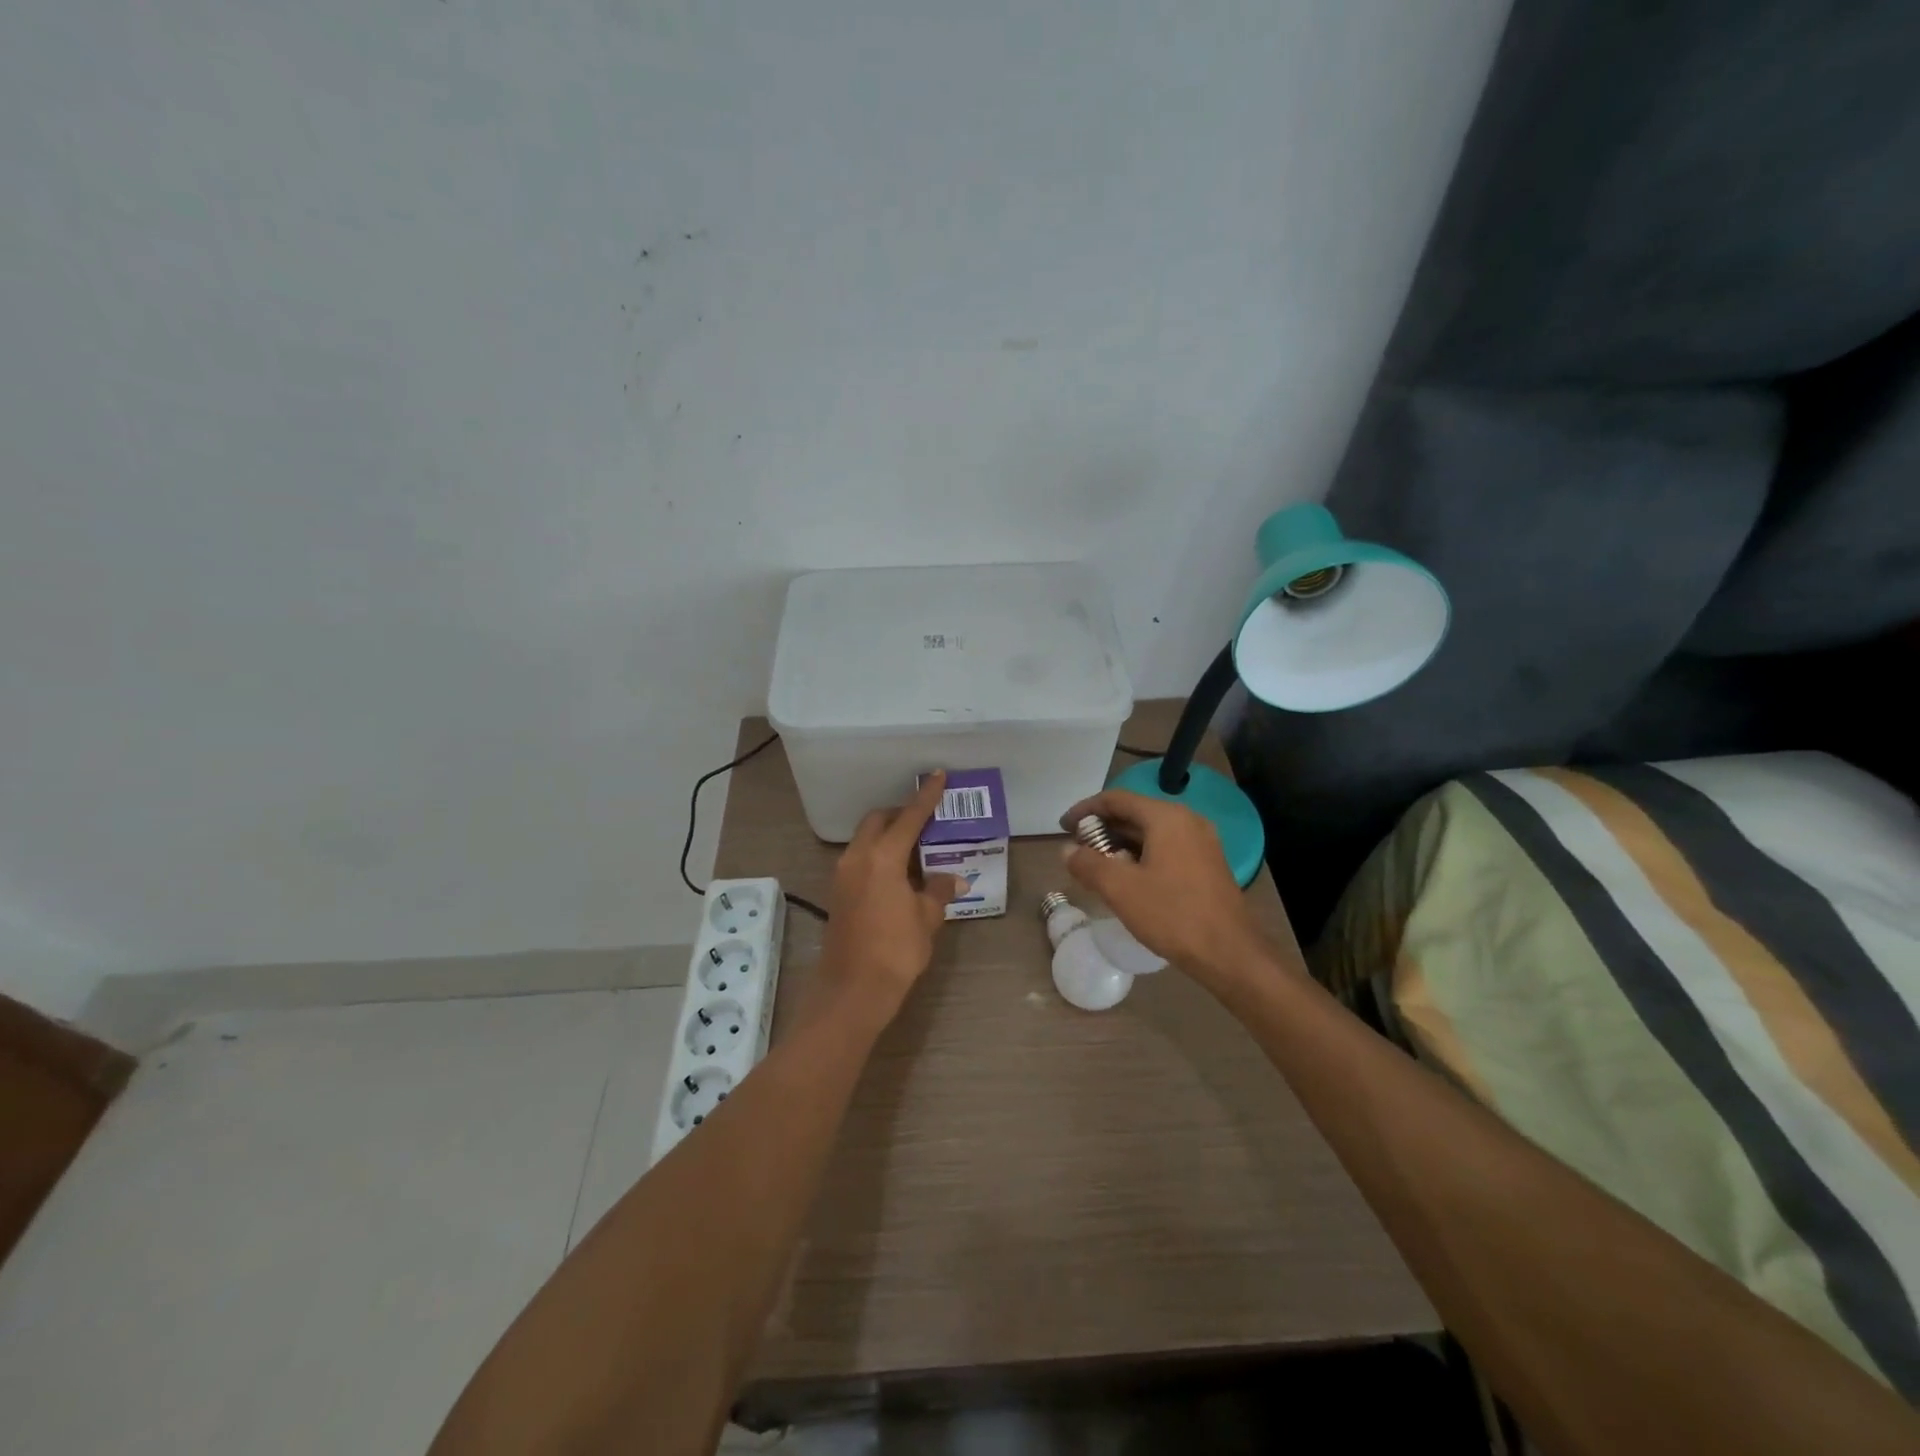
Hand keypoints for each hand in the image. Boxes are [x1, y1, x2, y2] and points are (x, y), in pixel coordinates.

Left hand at [816, 771, 965, 1023]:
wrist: (852, 991)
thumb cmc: (895, 951)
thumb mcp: (926, 919)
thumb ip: (938, 892)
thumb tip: (953, 880)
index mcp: (883, 857)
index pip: (909, 817)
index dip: (926, 796)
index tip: (939, 776)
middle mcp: (858, 858)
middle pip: (878, 821)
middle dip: (900, 815)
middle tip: (927, 822)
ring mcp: (843, 875)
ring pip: (866, 840)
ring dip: (888, 837)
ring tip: (917, 850)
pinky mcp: (838, 893)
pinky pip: (860, 859)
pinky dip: (878, 856)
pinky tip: (899, 875)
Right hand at [1060, 789, 1271, 988]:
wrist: (1230, 954)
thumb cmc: (1172, 915)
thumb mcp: (1120, 889)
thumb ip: (1088, 864)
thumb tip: (1067, 850)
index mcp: (1166, 817)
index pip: (1116, 799)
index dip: (1085, 810)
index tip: (1063, 827)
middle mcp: (1187, 821)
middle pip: (1135, 813)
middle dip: (1102, 829)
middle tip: (1077, 849)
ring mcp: (1202, 843)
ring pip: (1151, 832)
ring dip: (1121, 843)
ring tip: (1097, 866)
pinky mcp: (1208, 864)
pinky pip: (1166, 848)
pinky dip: (1141, 855)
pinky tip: (1128, 879)